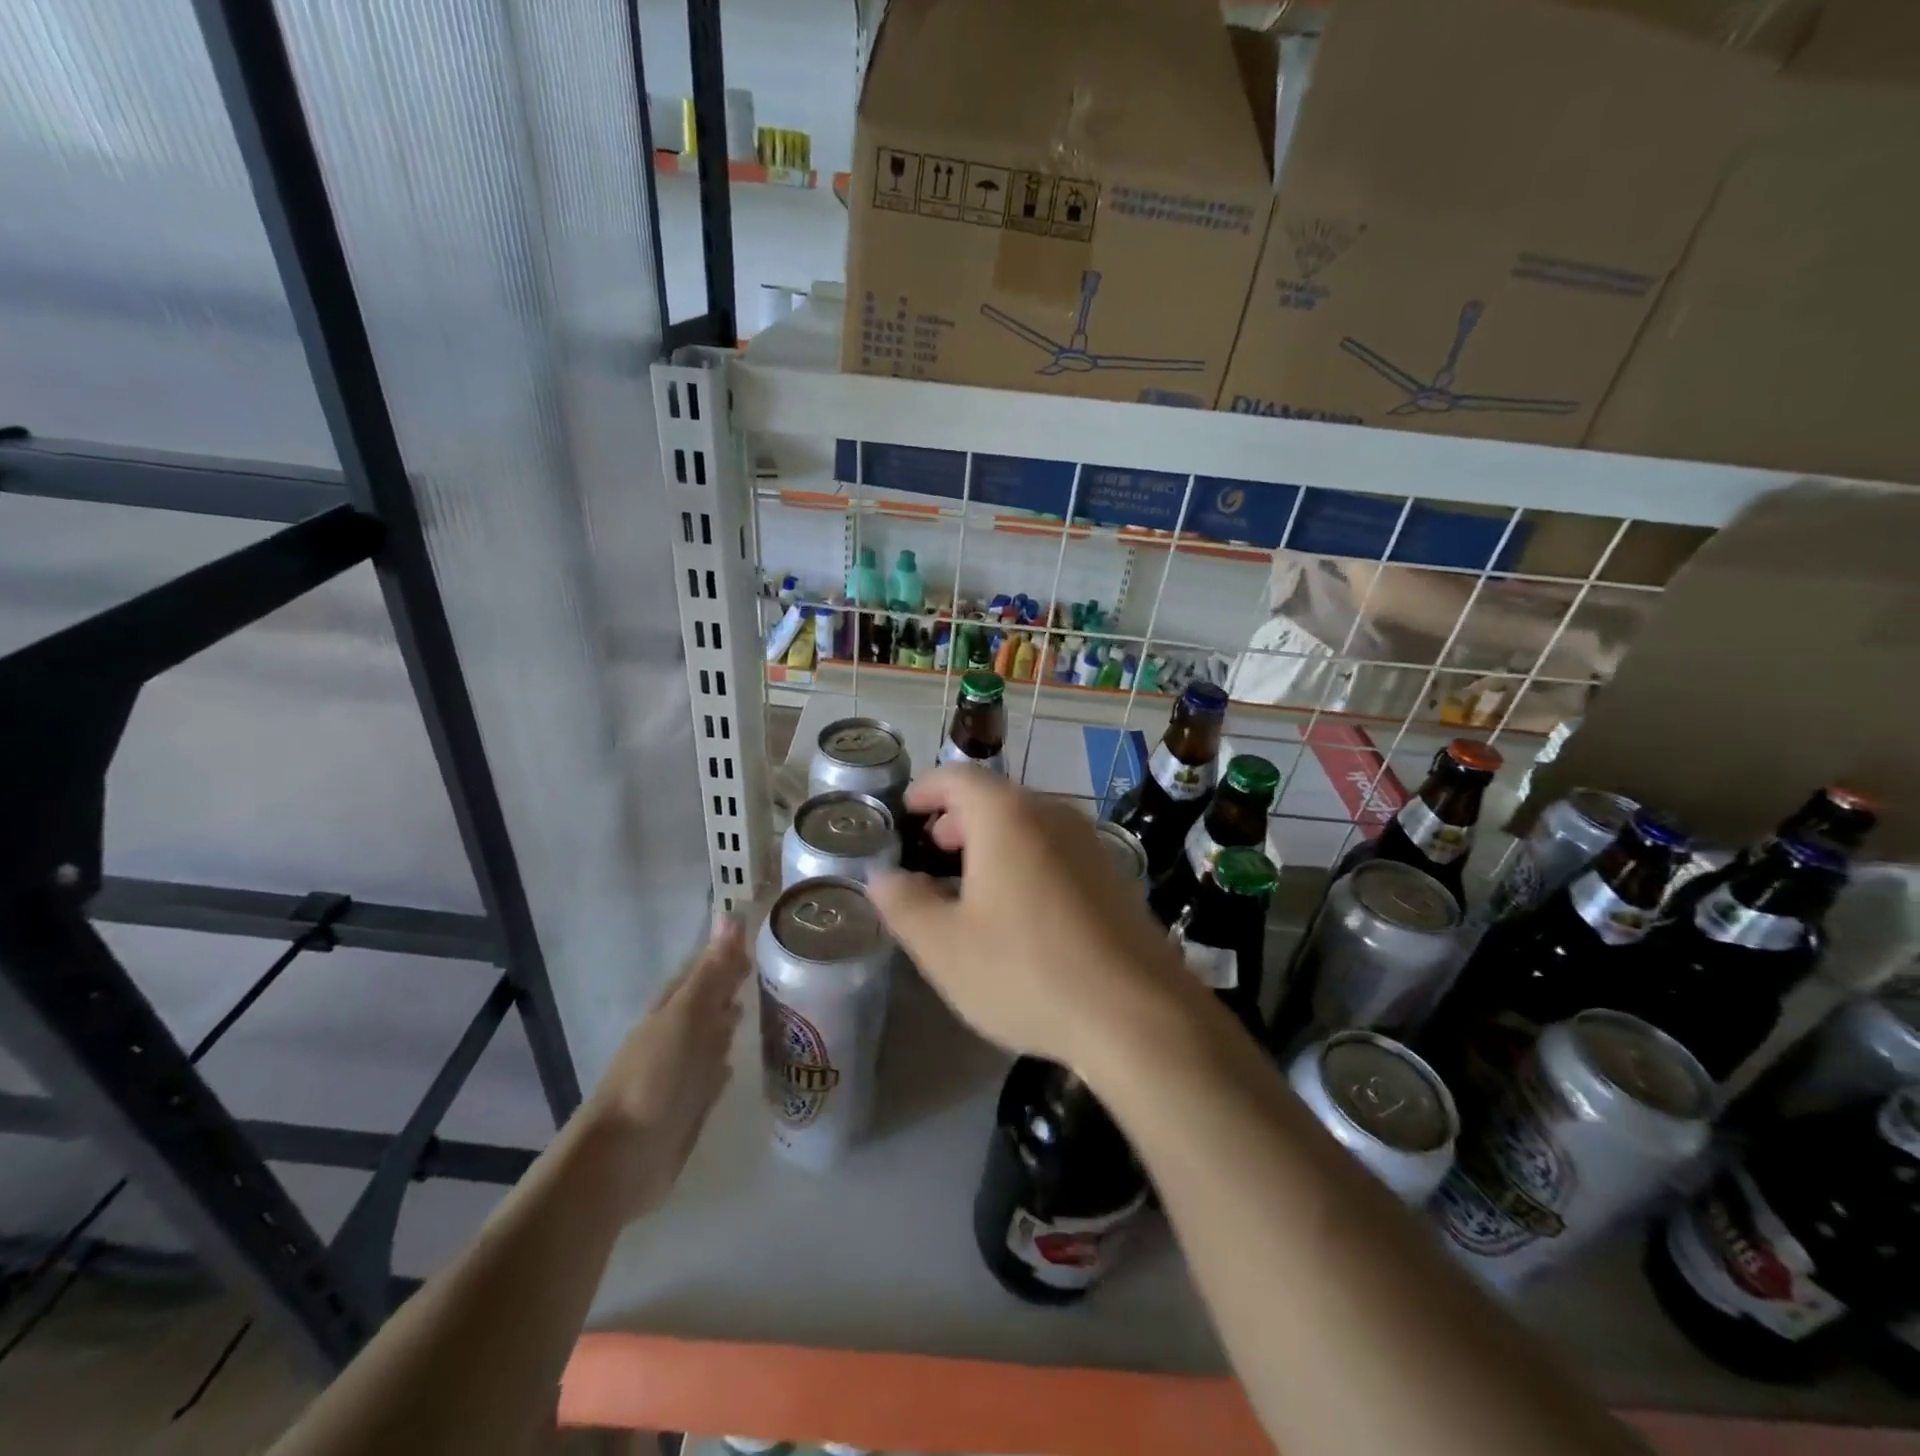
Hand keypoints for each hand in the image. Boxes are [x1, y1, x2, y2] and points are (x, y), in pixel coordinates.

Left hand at [582, 917, 749, 1218]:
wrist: (622, 1160)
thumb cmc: (655, 1077)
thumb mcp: (688, 1015)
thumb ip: (713, 971)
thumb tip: (732, 915)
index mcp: (674, 1005)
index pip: (706, 966)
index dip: (731, 948)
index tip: (764, 930)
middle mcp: (679, 1031)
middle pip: (711, 998)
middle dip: (736, 980)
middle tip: (775, 963)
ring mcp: (683, 1068)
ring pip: (714, 1032)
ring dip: (733, 1017)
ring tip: (770, 1001)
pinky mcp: (691, 1102)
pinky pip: (714, 1069)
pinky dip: (727, 1057)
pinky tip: (741, 1057)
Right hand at [869, 769, 1185, 1067]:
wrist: (1137, 1014)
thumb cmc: (1026, 972)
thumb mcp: (944, 947)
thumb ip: (904, 904)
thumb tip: (881, 877)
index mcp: (1007, 816)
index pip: (958, 778)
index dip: (927, 789)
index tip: (907, 808)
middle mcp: (1052, 814)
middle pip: (996, 798)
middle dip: (959, 818)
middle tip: (934, 847)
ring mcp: (1090, 843)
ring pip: (1029, 823)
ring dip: (994, 840)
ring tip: (972, 878)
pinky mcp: (1115, 875)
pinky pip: (1057, 850)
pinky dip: (1027, 859)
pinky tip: (1021, 907)